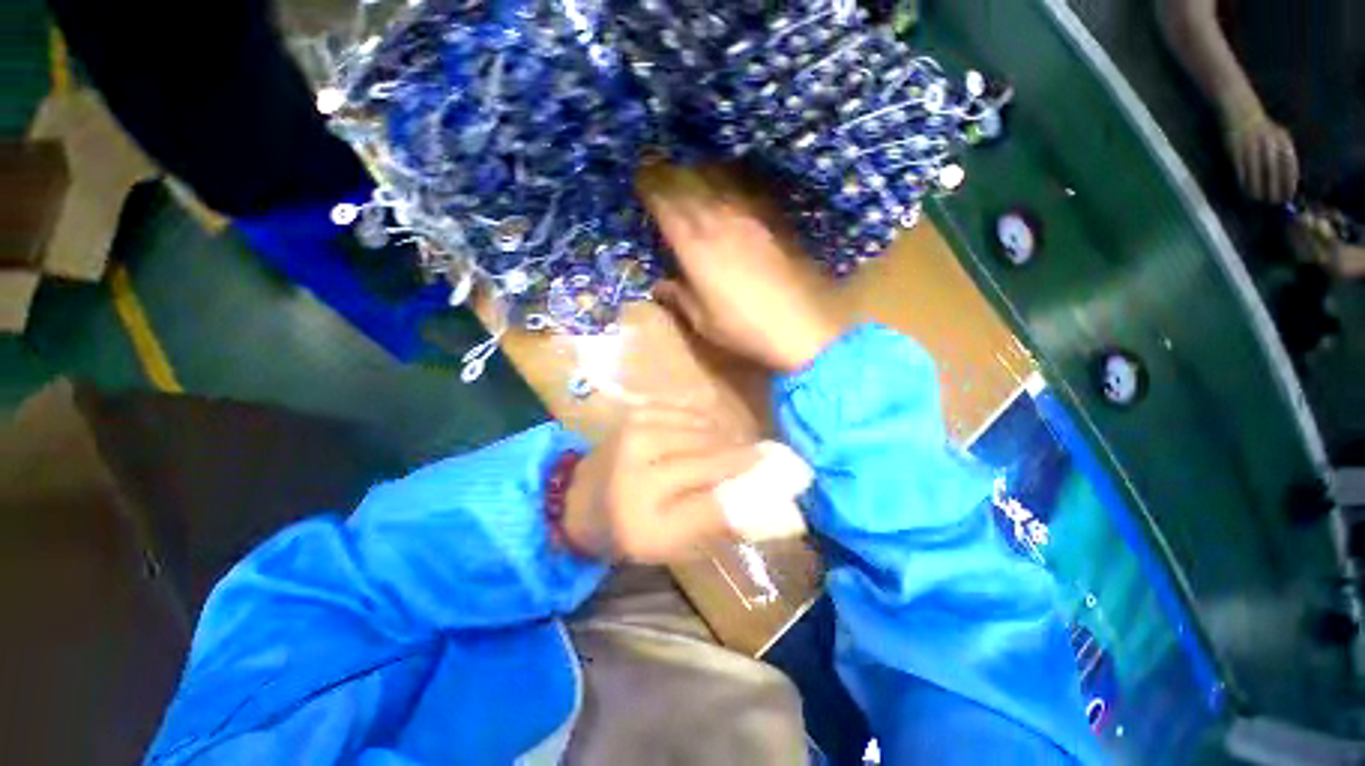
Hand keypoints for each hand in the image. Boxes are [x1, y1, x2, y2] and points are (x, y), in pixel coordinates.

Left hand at [562, 404, 759, 562]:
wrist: (580, 499)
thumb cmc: (628, 530)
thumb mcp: (672, 545)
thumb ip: (718, 524)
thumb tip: (765, 505)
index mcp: (643, 512)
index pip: (713, 494)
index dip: (752, 479)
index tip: (786, 474)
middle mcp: (638, 462)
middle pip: (711, 453)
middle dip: (744, 455)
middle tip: (766, 459)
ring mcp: (636, 429)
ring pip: (704, 429)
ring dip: (726, 439)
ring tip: (736, 451)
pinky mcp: (638, 412)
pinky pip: (689, 413)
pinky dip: (707, 425)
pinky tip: (708, 437)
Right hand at [640, 167, 844, 372]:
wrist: (802, 326)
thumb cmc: (744, 328)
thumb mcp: (703, 321)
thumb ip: (678, 297)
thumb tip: (659, 285)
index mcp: (695, 245)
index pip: (665, 203)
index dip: (649, 187)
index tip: (640, 180)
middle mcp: (720, 220)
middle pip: (689, 182)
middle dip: (668, 174)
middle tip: (657, 171)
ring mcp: (750, 216)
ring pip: (718, 178)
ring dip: (698, 171)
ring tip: (689, 172)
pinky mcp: (774, 219)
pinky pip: (747, 188)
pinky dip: (732, 179)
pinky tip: (730, 183)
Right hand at [1224, 111, 1298, 203]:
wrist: (1239, 108)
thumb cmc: (1260, 124)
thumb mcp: (1276, 135)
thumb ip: (1281, 154)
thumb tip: (1285, 179)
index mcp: (1282, 139)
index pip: (1289, 165)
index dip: (1289, 182)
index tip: (1288, 196)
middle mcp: (1269, 143)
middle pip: (1274, 172)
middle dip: (1274, 188)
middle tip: (1274, 202)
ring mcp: (1251, 147)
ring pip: (1257, 173)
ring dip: (1258, 188)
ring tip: (1258, 199)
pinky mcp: (1236, 151)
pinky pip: (1242, 171)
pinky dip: (1244, 182)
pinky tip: (1245, 189)